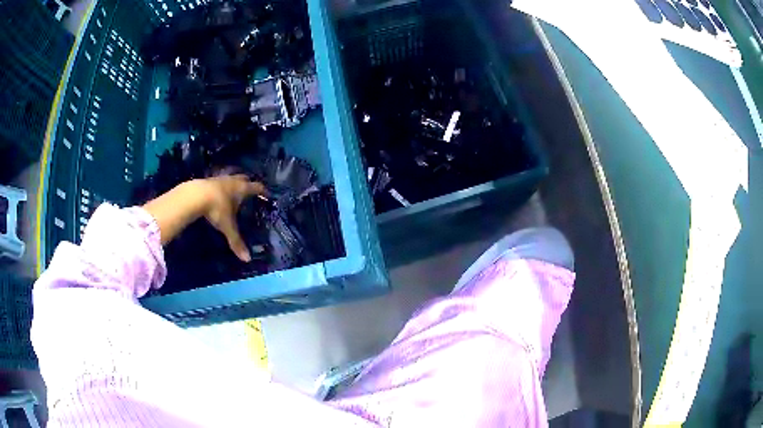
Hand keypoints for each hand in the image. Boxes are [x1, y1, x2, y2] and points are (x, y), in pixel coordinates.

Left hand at [143, 176, 266, 261]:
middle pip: (244, 179)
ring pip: (230, 178)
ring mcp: (219, 179)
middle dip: (248, 184)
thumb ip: (236, 241)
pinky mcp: (207, 180)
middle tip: (250, 191)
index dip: (263, 191)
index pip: (257, 188)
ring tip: (234, 192)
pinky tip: (218, 193)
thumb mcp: (227, 226)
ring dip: (234, 183)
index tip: (267, 195)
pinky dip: (221, 186)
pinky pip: (218, 182)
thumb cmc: (216, 208)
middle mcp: (232, 181)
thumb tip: (247, 259)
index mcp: (242, 189)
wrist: (194, 196)